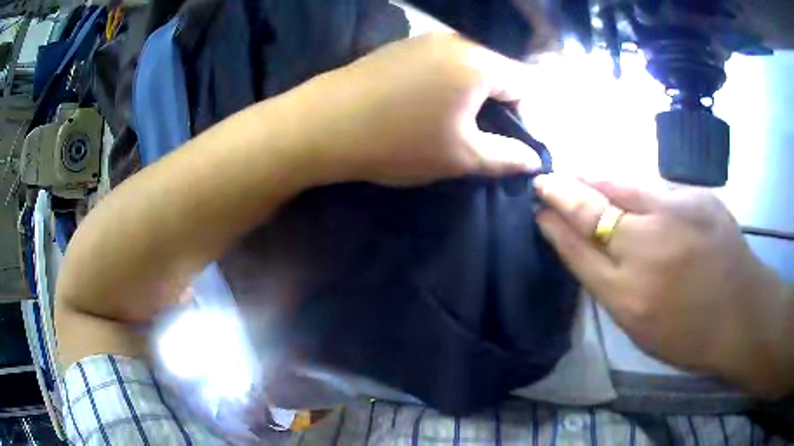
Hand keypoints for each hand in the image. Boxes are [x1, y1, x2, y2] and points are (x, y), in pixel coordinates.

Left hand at [294, 33, 540, 185]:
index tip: (509, 142)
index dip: (526, 115)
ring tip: (450, 125)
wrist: (322, 125)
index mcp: (479, 63)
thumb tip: (535, 160)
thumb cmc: (399, 141)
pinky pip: (439, 64)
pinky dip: (445, 85)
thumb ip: (507, 157)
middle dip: (498, 105)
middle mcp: (456, 41)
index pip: (527, 83)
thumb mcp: (461, 157)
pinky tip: (422, 107)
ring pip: (467, 67)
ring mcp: (424, 40)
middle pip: (497, 72)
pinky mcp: (400, 47)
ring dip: (470, 95)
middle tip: (480, 137)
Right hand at [534, 175, 791, 396]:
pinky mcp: (696, 196)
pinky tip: (627, 188)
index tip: (539, 211)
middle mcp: (647, 249)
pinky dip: (633, 186)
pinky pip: (653, 186)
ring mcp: (674, 214)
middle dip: (562, 192)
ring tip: (577, 175)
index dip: (554, 227)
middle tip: (545, 181)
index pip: (578, 250)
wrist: (742, 313)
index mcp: (628, 295)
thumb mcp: (641, 327)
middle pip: (592, 210)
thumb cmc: (690, 334)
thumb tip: (588, 249)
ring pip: (621, 185)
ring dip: (594, 179)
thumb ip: (611, 287)